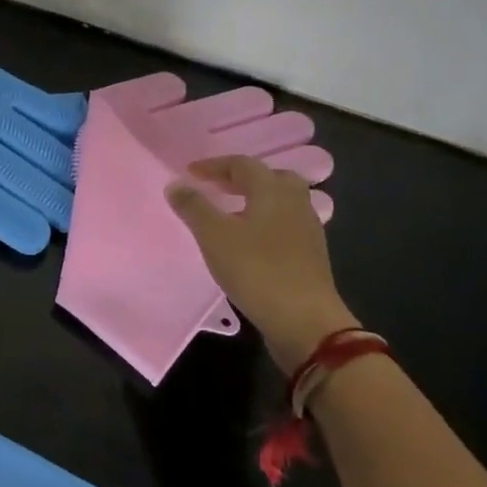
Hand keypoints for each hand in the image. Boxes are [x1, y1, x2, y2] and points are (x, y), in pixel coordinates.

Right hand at [166, 155, 352, 372]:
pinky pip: (285, 224)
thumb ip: (193, 206)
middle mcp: (295, 203)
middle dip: (241, 178)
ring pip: (281, 202)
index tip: (190, 173)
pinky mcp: (311, 255)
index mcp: (273, 191)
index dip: (214, 165)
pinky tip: (248, 240)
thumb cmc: (256, 269)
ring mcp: (307, 230)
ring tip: (229, 213)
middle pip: (270, 177)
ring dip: (254, 200)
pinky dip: (264, 222)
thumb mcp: (214, 235)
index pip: (242, 164)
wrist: (305, 322)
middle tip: (216, 187)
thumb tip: (176, 183)